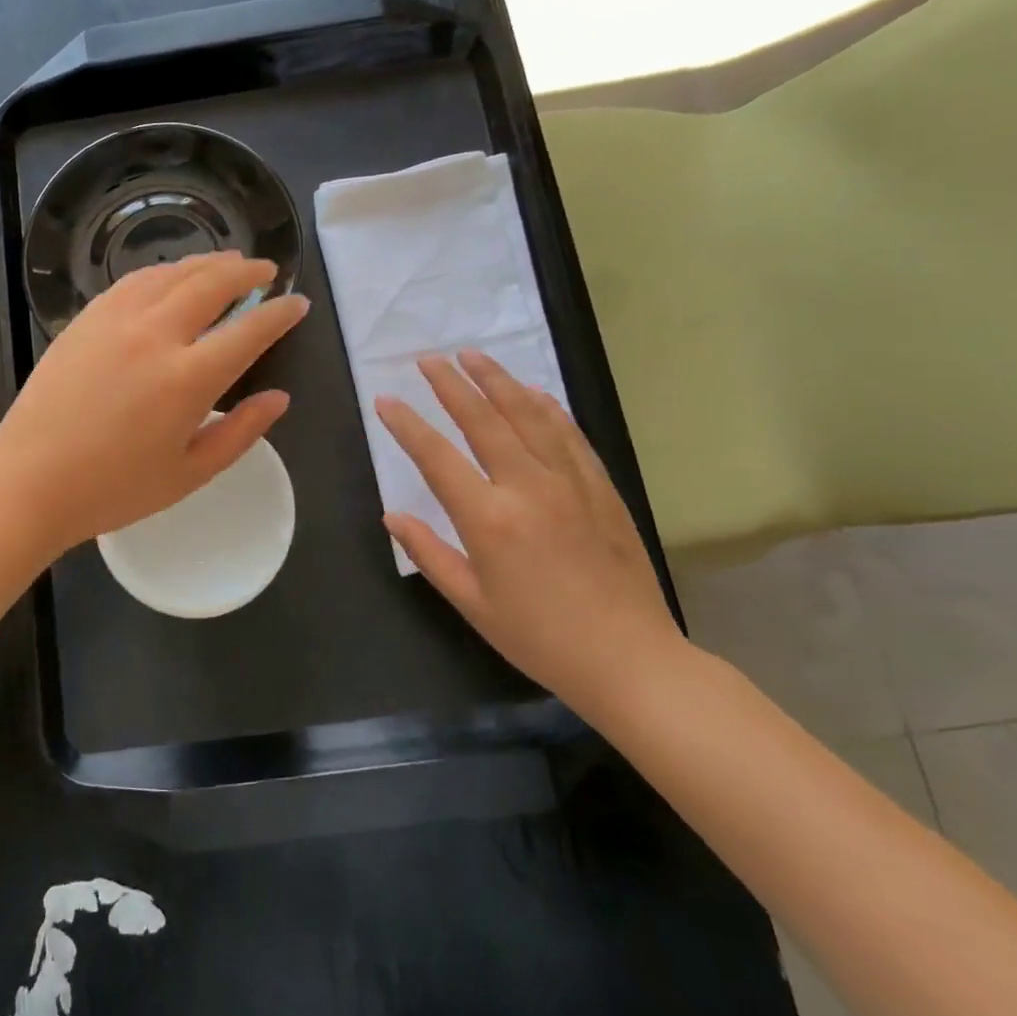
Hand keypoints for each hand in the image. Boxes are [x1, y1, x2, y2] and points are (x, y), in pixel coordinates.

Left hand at [0, 252, 308, 557]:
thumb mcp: (189, 474)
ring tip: (227, 264)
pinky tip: (170, 278)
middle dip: (246, 271)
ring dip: (206, 263)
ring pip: (170, 274)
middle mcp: (155, 335)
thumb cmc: (113, 489)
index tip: (297, 302)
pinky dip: (162, 273)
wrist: (29, 480)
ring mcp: (115, 321)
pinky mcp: (85, 320)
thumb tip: (279, 399)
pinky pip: (132, 282)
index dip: (279, 313)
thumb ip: (240, 433)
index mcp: (188, 379)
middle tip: (266, 270)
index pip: (249, 331)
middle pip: (211, 284)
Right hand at [374, 351, 683, 715]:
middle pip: (484, 421)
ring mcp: (571, 483)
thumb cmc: (540, 638)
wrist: (631, 660)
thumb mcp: (472, 603)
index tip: (385, 400)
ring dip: (498, 381)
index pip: (437, 457)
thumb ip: (429, 553)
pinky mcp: (601, 488)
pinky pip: (569, 435)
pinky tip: (532, 392)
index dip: (407, 425)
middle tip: (429, 358)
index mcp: (489, 520)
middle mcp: (529, 488)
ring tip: (473, 356)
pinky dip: (547, 407)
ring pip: (529, 416)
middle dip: (452, 385)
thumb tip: (392, 516)